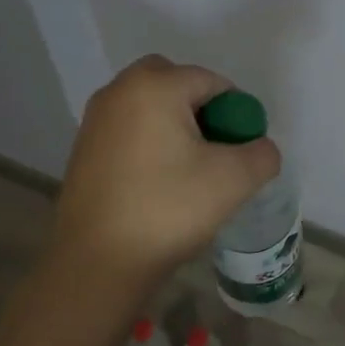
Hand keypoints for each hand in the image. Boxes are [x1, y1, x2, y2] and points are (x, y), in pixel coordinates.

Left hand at [50, 55, 279, 285]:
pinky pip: (129, 129)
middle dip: (200, 108)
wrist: (97, 263)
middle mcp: (119, 91)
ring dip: (174, 125)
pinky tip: (158, 183)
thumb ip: (262, 154)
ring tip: (189, 170)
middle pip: (174, 83)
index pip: (211, 82)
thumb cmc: (167, 209)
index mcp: (154, 87)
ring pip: (149, 106)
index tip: (241, 149)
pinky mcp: (83, 149)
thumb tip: (259, 149)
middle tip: (214, 149)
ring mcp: (95, 120)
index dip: (235, 112)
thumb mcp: (234, 180)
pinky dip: (149, 143)